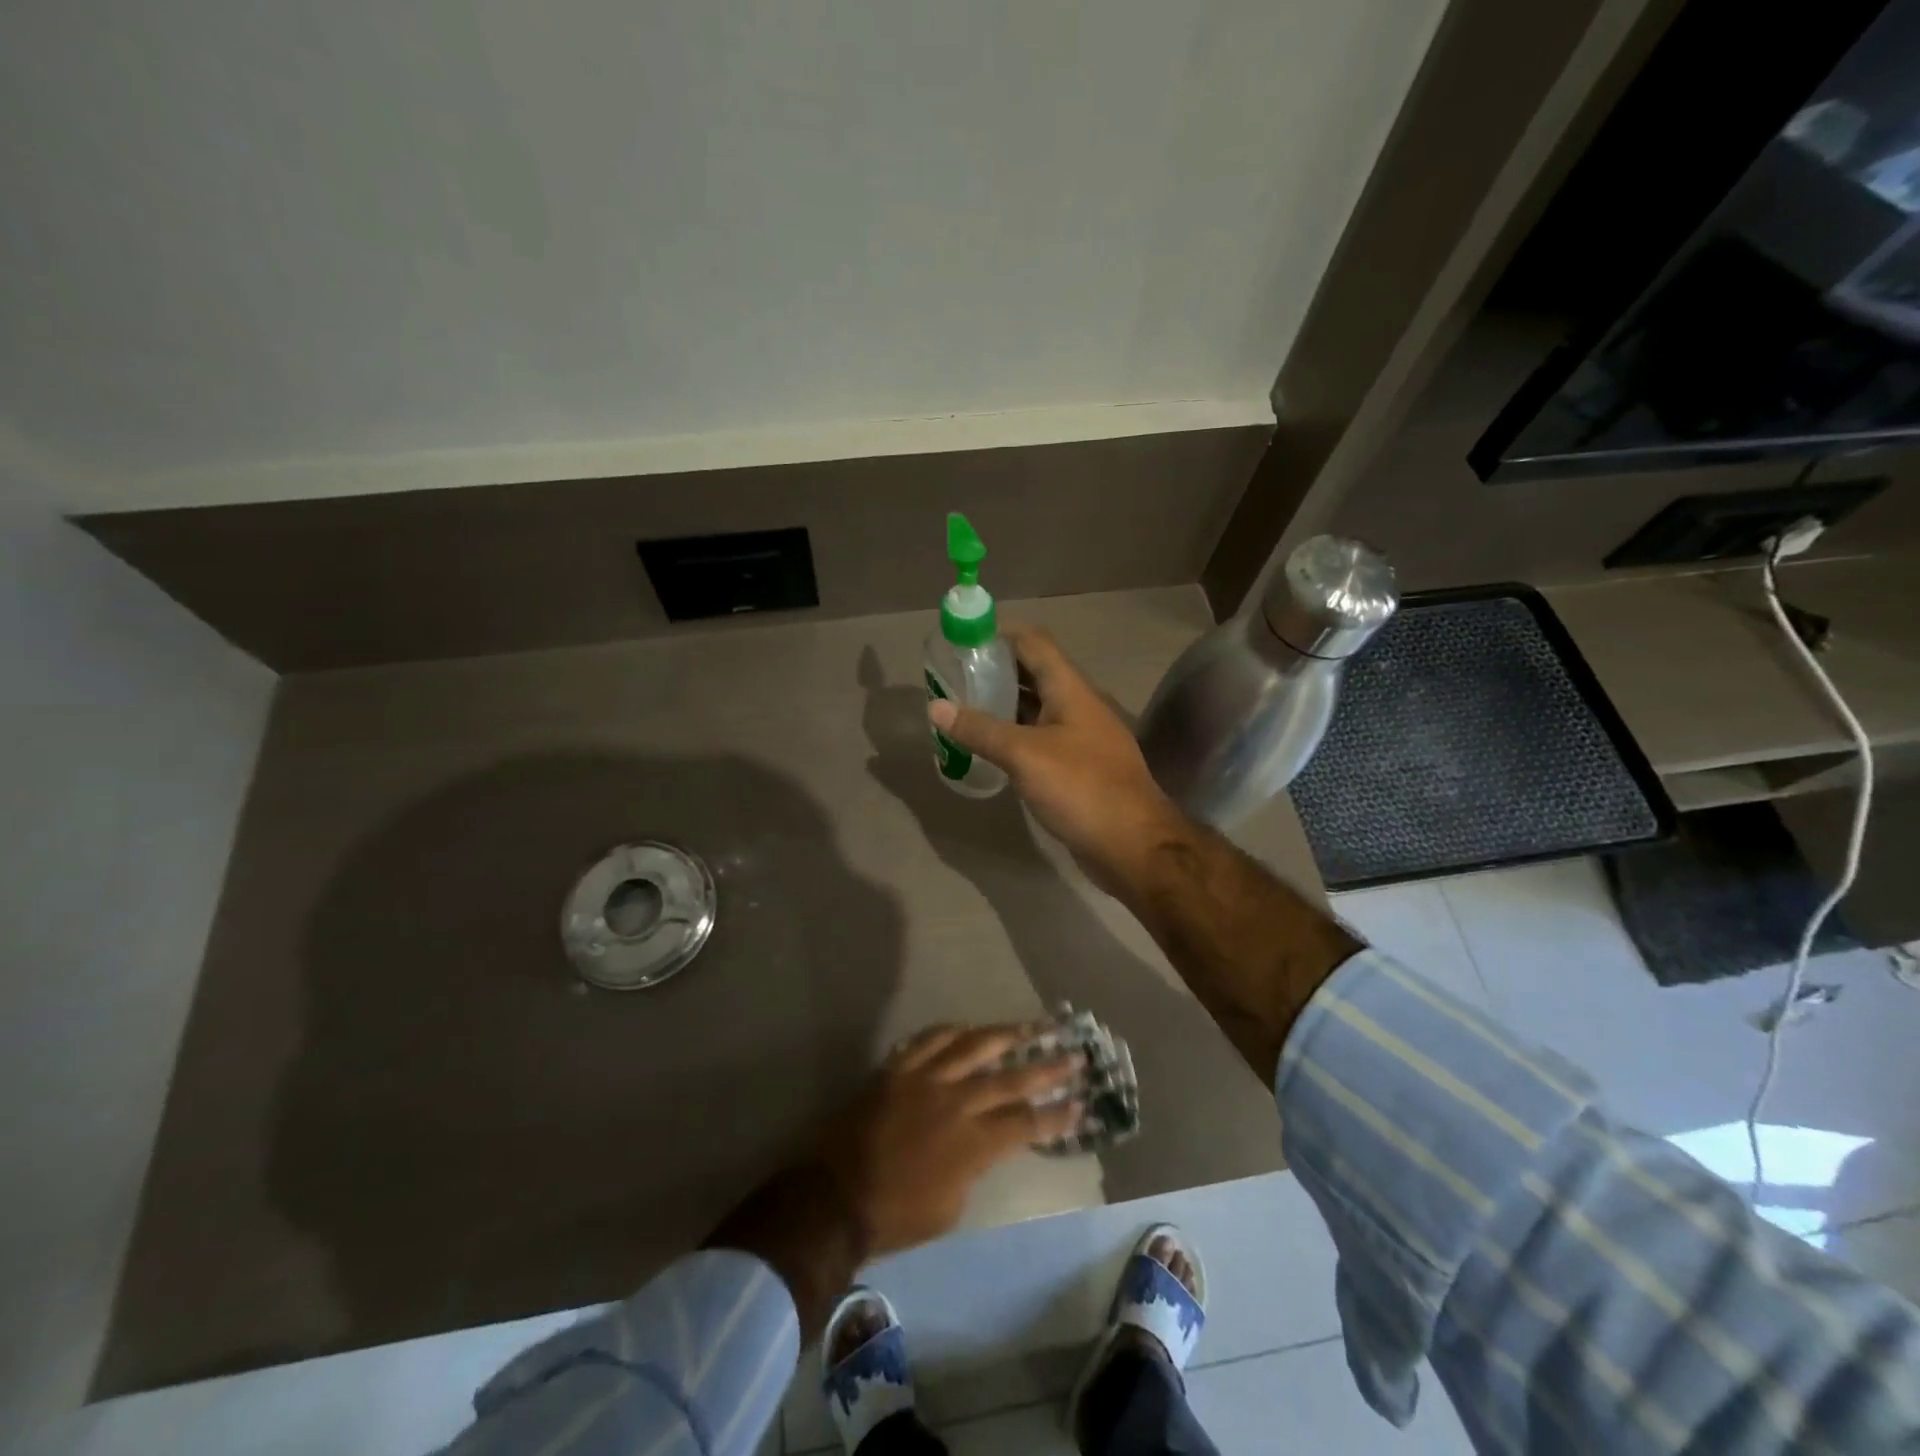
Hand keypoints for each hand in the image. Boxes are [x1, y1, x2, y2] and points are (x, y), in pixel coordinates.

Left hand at [821, 1024, 1080, 1255]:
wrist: (836, 1196)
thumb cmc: (897, 1215)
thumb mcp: (952, 1206)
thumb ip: (976, 1166)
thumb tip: (984, 1142)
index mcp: (974, 1142)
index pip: (1027, 1122)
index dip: (1057, 1114)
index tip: (1082, 1102)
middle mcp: (956, 1101)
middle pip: (1011, 1077)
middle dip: (1048, 1067)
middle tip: (1075, 1054)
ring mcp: (925, 1078)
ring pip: (974, 1045)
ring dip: (1007, 1034)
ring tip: (1033, 1025)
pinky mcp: (898, 1067)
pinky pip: (930, 1039)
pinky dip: (952, 1031)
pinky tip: (968, 1027)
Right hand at [926, 624, 1180, 890]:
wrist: (1133, 845)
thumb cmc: (1081, 789)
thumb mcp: (1025, 755)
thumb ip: (980, 729)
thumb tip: (935, 707)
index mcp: (1071, 689)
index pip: (1033, 642)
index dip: (999, 633)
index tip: (962, 639)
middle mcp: (1078, 705)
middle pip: (1034, 672)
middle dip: (995, 668)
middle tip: (954, 675)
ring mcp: (1080, 736)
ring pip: (1037, 706)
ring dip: (1003, 702)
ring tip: (963, 705)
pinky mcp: (1078, 765)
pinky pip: (1040, 737)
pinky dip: (1014, 733)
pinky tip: (989, 745)